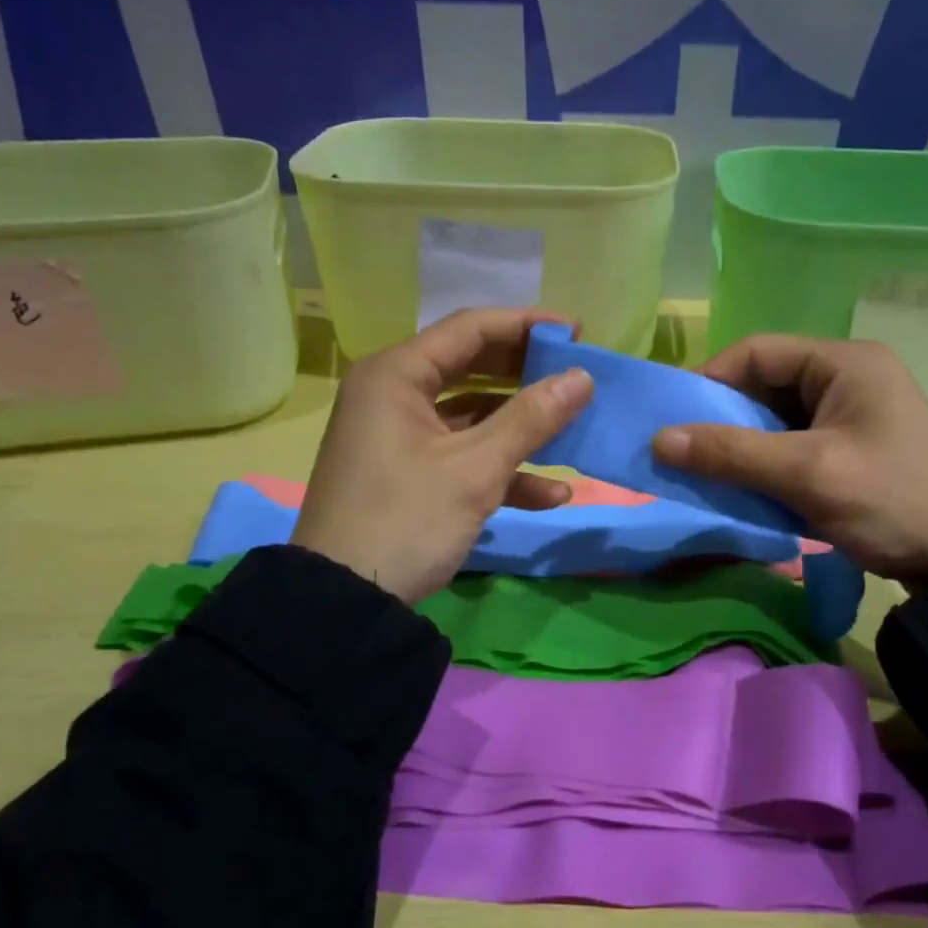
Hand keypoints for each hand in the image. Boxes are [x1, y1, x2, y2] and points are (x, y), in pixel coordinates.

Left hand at [291, 309, 593, 603]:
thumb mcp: (474, 469)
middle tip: (577, 377)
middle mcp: (393, 395)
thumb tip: (582, 377)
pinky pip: (462, 456)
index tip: (576, 332)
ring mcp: (401, 437)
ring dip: (522, 429)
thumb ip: (530, 419)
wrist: (345, 601)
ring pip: (472, 416)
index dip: (526, 325)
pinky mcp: (409, 474)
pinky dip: (502, 470)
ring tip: (574, 432)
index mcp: (396, 376)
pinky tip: (551, 494)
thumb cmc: (406, 520)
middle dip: (527, 376)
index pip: (470, 329)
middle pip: (472, 368)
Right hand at [651, 336, 927, 581]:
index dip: (710, 381)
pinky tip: (745, 489)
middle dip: (724, 418)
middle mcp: (847, 377)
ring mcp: (851, 414)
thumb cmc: (890, 502)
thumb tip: (658, 440)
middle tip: (687, 454)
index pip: (756, 351)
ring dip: (742, 445)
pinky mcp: (850, 447)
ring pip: (775, 417)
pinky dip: (764, 463)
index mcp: (844, 362)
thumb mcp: (806, 474)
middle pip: (764, 383)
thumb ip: (731, 453)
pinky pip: (792, 444)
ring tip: (710, 474)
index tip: (676, 423)